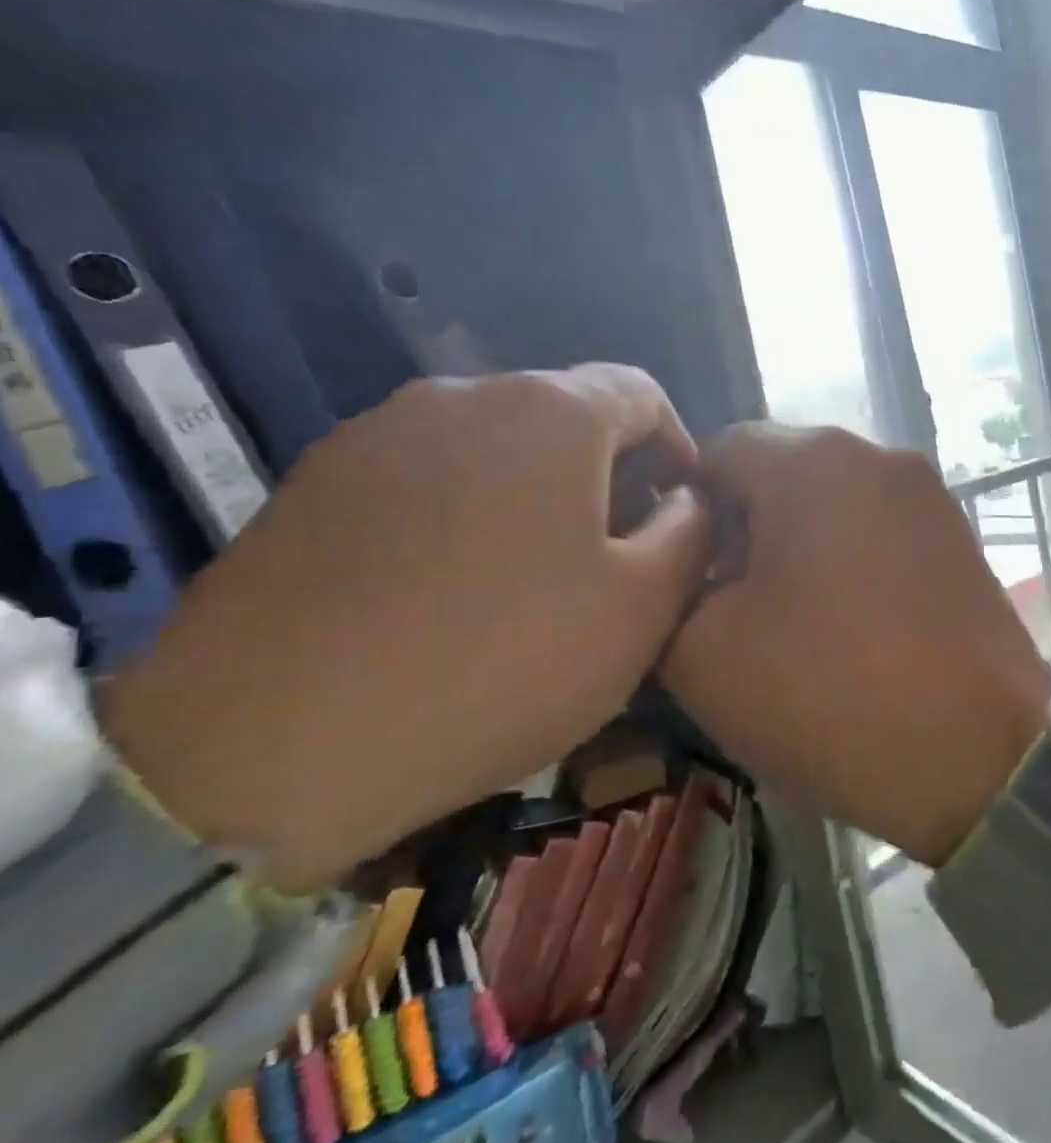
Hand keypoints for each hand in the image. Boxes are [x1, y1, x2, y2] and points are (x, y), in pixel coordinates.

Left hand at [103, 365, 714, 890]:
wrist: (267, 749)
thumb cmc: (501, 661)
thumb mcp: (643, 605)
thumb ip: (691, 532)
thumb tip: (687, 498)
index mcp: (550, 412)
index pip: (643, 394)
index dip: (679, 449)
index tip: (683, 517)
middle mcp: (459, 397)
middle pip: (568, 416)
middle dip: (612, 475)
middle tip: (621, 556)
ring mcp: (373, 437)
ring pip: (496, 448)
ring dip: (541, 495)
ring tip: (541, 577)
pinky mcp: (312, 487)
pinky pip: (430, 480)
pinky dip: (471, 514)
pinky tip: (459, 591)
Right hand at [666, 426, 1050, 864]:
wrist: (983, 753)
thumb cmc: (833, 693)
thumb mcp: (703, 653)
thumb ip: (670, 589)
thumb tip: (695, 567)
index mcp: (814, 460)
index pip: (718, 451)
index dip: (685, 511)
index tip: (682, 579)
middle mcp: (880, 456)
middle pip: (781, 475)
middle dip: (743, 533)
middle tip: (729, 610)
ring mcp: (932, 497)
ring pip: (834, 505)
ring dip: (798, 551)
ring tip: (791, 627)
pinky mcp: (961, 540)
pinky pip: (881, 534)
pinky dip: (850, 566)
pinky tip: (850, 630)